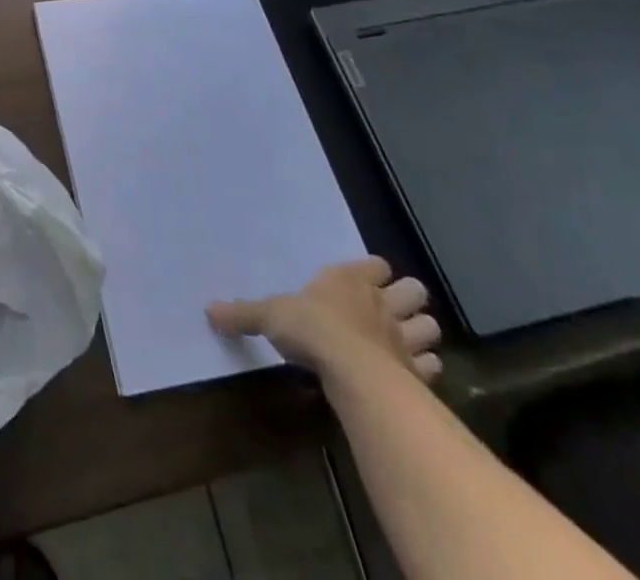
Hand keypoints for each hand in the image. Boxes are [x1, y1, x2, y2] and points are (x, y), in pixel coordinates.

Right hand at [208, 257, 442, 384]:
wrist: (352, 371)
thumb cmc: (311, 328)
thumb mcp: (269, 315)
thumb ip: (242, 313)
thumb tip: (208, 309)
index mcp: (349, 279)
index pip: (375, 265)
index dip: (373, 273)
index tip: (363, 281)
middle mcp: (381, 302)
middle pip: (412, 291)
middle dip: (406, 299)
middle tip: (390, 310)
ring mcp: (404, 338)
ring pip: (429, 327)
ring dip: (420, 333)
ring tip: (404, 341)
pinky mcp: (417, 373)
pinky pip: (432, 367)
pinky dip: (425, 369)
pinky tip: (412, 374)